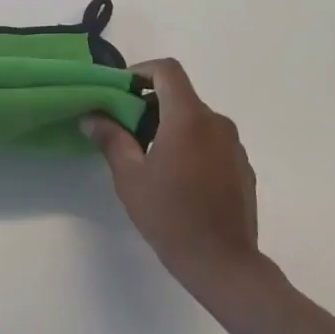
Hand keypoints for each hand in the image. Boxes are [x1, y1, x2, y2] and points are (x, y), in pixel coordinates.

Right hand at [82, 59, 270, 298]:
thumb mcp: (129, 177)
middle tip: (126, 130)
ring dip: (170, 126)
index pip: (167, 70)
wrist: (223, 263)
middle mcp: (216, 123)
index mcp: (188, 118)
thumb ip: (111, 138)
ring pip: (196, 119)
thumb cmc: (170, 216)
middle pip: (180, 95)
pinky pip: (212, 141)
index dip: (141, 71)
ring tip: (149, 157)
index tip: (121, 91)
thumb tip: (92, 116)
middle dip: (150, 104)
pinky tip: (177, 179)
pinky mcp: (242, 167)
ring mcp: (234, 145)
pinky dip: (191, 145)